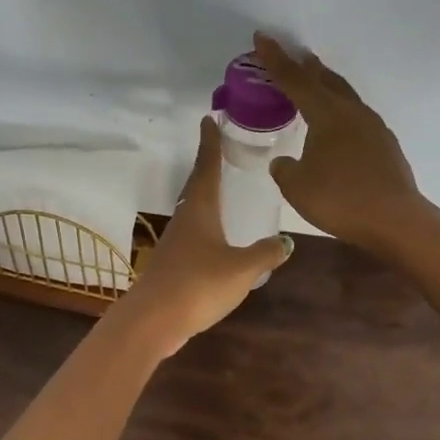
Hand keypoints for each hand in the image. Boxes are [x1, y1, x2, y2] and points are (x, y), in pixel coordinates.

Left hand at [112, 116, 293, 355]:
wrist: (154, 320)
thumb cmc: (198, 284)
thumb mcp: (241, 268)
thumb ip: (265, 253)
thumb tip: (286, 241)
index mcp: (200, 209)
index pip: (206, 167)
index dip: (209, 143)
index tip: (209, 119)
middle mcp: (185, 219)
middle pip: (196, 185)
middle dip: (207, 164)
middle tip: (218, 147)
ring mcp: (175, 242)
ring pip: (193, 209)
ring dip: (205, 194)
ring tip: (221, 188)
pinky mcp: (172, 264)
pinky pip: (193, 233)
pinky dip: (205, 224)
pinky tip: (216, 237)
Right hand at [253, 32, 422, 250]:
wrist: (395, 220)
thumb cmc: (340, 200)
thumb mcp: (297, 187)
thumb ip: (285, 169)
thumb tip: (284, 162)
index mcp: (327, 115)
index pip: (295, 80)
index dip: (275, 60)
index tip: (262, 38)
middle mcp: (352, 113)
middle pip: (326, 80)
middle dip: (306, 67)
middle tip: (293, 57)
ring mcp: (373, 127)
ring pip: (345, 96)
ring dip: (327, 86)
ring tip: (316, 83)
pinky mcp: (385, 145)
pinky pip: (357, 116)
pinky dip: (341, 110)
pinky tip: (338, 124)